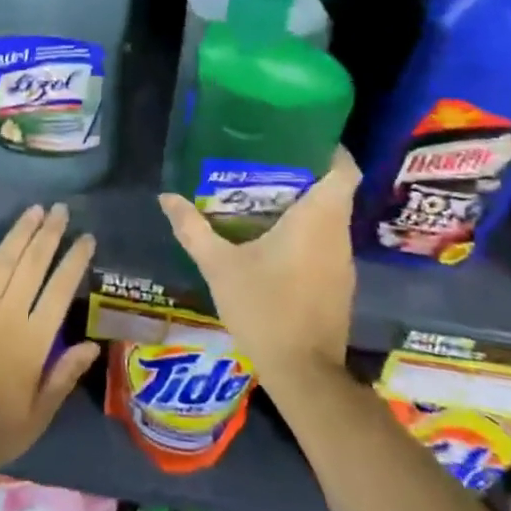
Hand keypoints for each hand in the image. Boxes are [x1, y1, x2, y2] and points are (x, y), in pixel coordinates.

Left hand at [0, 203, 101, 473]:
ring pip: (3, 259)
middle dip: (50, 234)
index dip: (75, 261)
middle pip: (33, 264)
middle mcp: (8, 313)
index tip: (87, 238)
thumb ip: (63, 376)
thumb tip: (92, 345)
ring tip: (35, 210)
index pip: (61, 290)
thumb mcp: (37, 415)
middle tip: (61, 209)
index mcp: (34, 340)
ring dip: (20, 232)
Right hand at [158, 147, 360, 382]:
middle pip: (335, 191)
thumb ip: (193, 229)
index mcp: (317, 220)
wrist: (303, 374)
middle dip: (306, 173)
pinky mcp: (339, 284)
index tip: (303, 137)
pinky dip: (306, 231)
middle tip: (266, 161)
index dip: (331, 149)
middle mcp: (337, 235)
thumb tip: (166, 197)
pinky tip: (273, 237)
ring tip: (264, 193)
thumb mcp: (220, 266)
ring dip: (305, 204)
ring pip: (330, 218)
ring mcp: (342, 262)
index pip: (344, 170)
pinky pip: (326, 242)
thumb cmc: (265, 309)